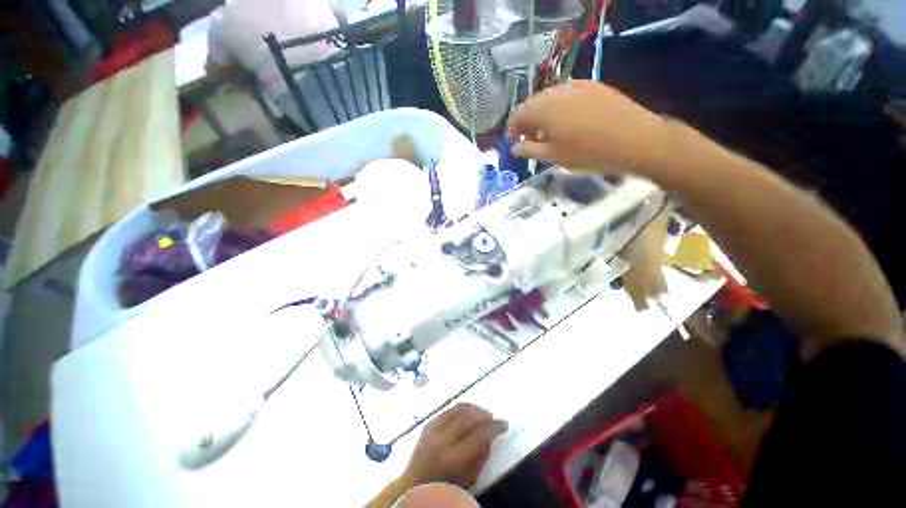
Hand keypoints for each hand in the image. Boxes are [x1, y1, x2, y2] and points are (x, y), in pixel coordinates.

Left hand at [402, 403, 507, 488]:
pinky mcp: (427, 424)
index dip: (494, 427)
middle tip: (494, 418)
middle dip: (485, 415)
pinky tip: (468, 412)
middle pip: (468, 418)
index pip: (478, 435)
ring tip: (483, 413)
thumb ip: (481, 457)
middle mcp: (441, 441)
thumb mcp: (468, 480)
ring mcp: (432, 430)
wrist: (412, 487)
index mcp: (452, 460)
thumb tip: (491, 436)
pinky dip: (461, 408)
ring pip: (457, 409)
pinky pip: (447, 410)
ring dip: (474, 408)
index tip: (504, 424)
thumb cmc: (444, 488)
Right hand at [508, 80, 668, 174]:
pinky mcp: (592, 85)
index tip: (517, 140)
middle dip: (528, 120)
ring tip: (551, 131)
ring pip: (550, 97)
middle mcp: (556, 92)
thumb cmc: (588, 153)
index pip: (518, 114)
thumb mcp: (554, 157)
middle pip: (532, 103)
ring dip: (544, 112)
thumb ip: (530, 150)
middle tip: (533, 138)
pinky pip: (567, 93)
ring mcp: (576, 86)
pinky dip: (561, 105)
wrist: (634, 140)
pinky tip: (569, 119)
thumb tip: (514, 148)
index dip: (513, 128)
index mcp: (543, 111)